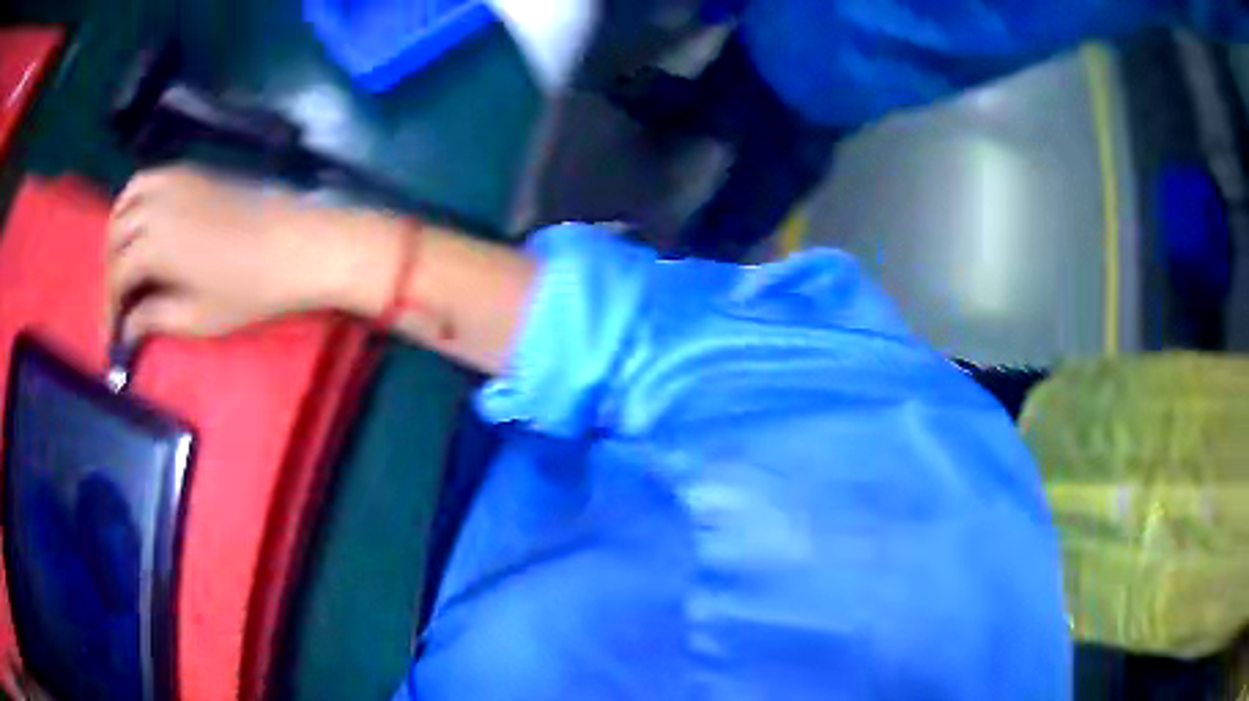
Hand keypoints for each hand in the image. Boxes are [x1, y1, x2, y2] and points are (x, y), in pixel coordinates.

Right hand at [107, 166, 393, 340]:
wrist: (295, 245)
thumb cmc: (247, 289)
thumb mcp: (196, 317)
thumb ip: (154, 319)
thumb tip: (127, 328)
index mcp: (154, 243)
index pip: (117, 275)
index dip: (110, 307)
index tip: (112, 335)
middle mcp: (158, 205)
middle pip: (116, 234)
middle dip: (111, 270)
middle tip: (118, 302)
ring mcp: (176, 181)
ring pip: (127, 199)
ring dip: (117, 230)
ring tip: (123, 262)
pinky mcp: (193, 172)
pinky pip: (150, 178)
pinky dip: (135, 199)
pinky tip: (143, 223)